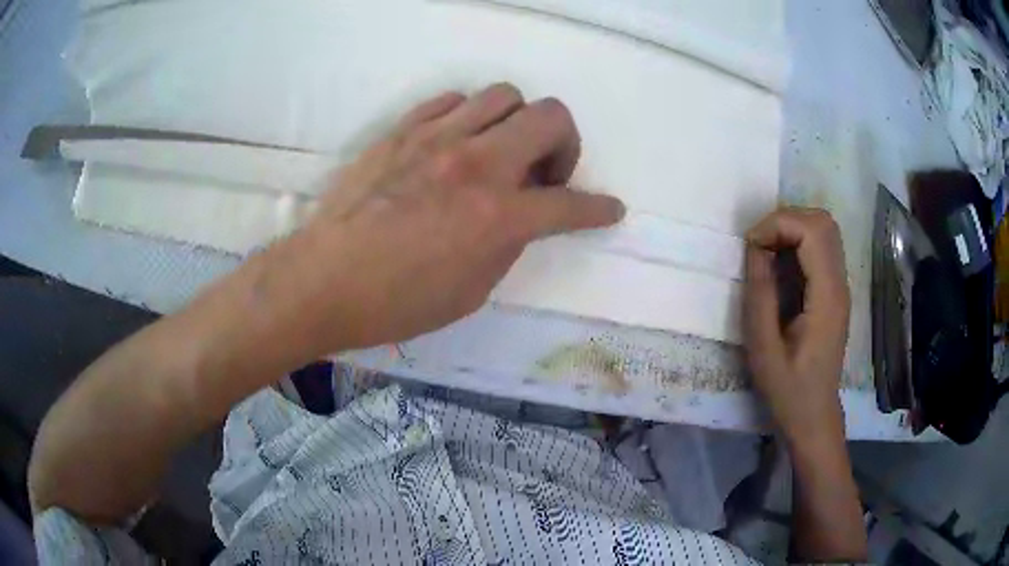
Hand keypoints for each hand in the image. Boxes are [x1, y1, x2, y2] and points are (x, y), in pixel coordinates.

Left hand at [265, 84, 624, 353]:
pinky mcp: (403, 130)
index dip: (599, 209)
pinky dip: (469, 117)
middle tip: (545, 173)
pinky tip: (456, 143)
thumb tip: (523, 214)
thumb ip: (508, 243)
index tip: (609, 209)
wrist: (324, 281)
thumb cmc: (397, 303)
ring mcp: (437, 138)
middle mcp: (477, 164)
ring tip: (499, 152)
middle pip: (551, 116)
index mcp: (498, 216)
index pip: (571, 204)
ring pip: (504, 95)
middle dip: (565, 144)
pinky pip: (452, 101)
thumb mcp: (470, 291)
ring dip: (517, 123)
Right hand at [743, 208, 849, 442]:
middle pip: (823, 222)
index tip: (751, 245)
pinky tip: (779, 264)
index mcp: (827, 298)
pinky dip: (797, 242)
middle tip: (758, 245)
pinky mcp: (834, 291)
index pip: (813, 231)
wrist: (814, 415)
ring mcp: (840, 286)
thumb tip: (755, 249)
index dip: (779, 224)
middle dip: (785, 220)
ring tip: (766, 251)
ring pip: (824, 230)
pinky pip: (821, 247)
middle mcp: (840, 284)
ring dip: (791, 228)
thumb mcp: (763, 349)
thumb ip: (760, 295)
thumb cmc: (788, 390)